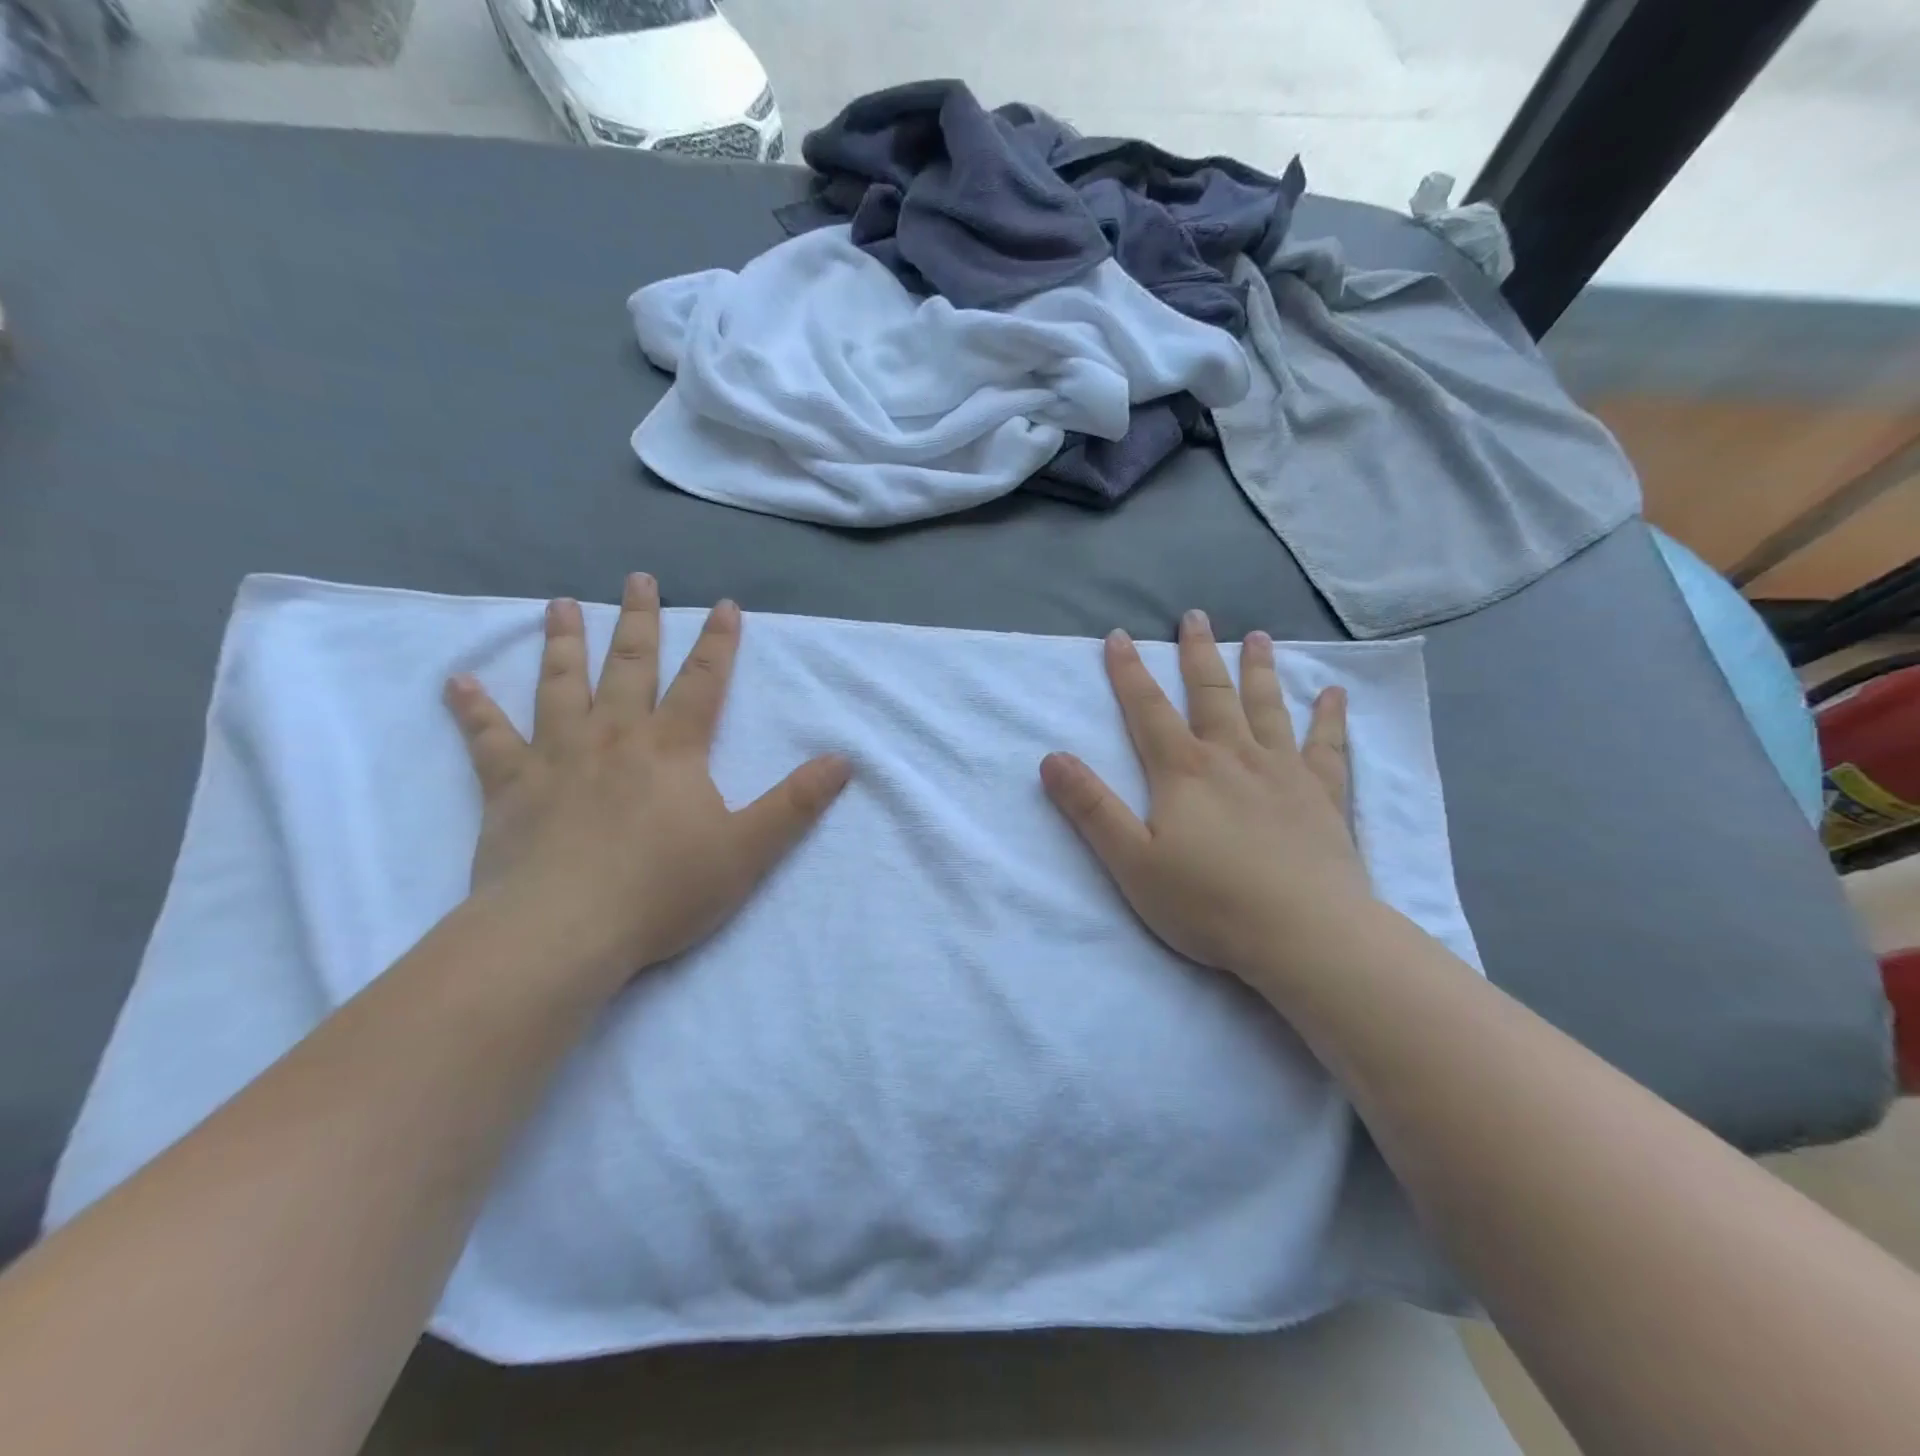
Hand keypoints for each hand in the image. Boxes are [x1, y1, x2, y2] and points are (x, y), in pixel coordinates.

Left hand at [443, 574, 850, 988]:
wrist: (563, 931)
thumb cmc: (663, 890)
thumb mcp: (749, 850)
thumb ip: (796, 804)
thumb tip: (842, 761)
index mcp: (672, 748)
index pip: (702, 682)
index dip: (718, 644)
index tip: (724, 606)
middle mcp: (615, 736)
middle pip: (630, 667)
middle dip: (640, 621)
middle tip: (638, 579)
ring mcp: (557, 757)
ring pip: (561, 686)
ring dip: (564, 643)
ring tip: (561, 605)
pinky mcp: (510, 788)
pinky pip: (488, 740)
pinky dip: (473, 711)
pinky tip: (457, 683)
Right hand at [1039, 610, 1371, 989]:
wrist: (1305, 934)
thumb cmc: (1208, 902)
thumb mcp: (1131, 861)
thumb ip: (1091, 808)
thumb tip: (1051, 758)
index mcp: (1183, 771)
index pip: (1147, 709)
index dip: (1128, 671)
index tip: (1118, 636)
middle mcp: (1233, 756)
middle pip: (1211, 693)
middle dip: (1197, 653)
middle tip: (1193, 616)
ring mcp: (1284, 772)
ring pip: (1268, 707)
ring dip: (1259, 670)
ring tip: (1257, 637)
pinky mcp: (1324, 796)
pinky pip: (1328, 747)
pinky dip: (1330, 718)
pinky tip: (1334, 695)